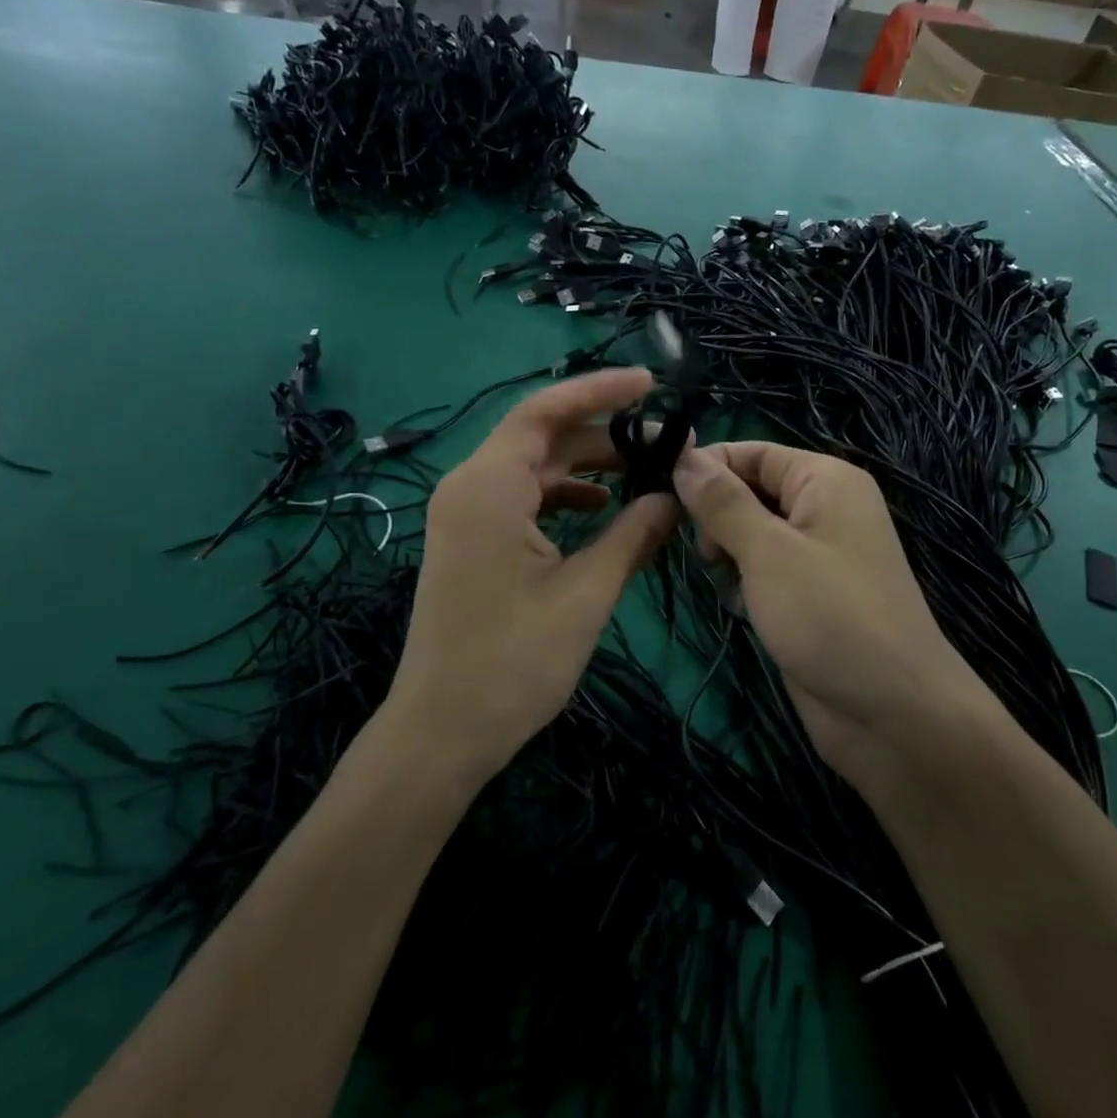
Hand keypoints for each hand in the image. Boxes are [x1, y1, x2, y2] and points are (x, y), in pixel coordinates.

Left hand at [387, 369, 681, 782]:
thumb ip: (634, 536)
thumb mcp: (586, 595)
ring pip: (534, 467)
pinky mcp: (470, 539)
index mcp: (489, 486)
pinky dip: (563, 495)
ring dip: (587, 465)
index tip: (650, 384)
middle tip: (664, 443)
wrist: (440, 733)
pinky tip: (601, 508)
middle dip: (603, 434)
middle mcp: (469, 486)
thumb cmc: (512, 663)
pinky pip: (521, 497)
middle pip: (542, 436)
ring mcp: (465, 514)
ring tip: (644, 472)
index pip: (545, 411)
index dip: (599, 391)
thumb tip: (676, 498)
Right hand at [670, 442, 988, 788]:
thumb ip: (722, 502)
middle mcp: (823, 508)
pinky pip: (762, 570)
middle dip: (717, 517)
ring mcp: (817, 554)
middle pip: (749, 490)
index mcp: (825, 480)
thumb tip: (683, 456)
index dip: (706, 468)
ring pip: (750, 533)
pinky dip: (744, 584)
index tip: (661, 495)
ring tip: (726, 584)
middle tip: (706, 555)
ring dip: (727, 555)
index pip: (751, 451)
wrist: (894, 715)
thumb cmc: (830, 616)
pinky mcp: (808, 594)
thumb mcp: (768, 552)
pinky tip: (741, 609)